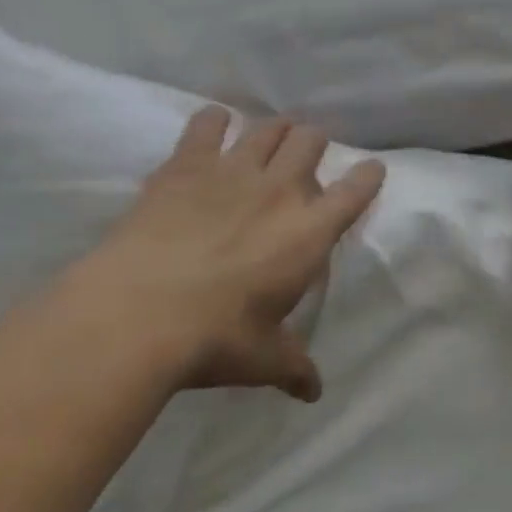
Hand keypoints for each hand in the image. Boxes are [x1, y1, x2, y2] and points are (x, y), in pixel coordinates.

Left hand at [73, 106, 385, 401]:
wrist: (141, 311)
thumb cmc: (215, 338)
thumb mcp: (262, 359)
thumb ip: (293, 367)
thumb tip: (314, 391)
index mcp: (309, 232)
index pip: (355, 191)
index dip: (367, 176)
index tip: (370, 170)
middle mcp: (279, 189)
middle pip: (310, 141)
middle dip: (315, 143)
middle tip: (307, 154)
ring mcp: (233, 169)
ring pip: (267, 128)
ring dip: (275, 128)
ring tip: (273, 135)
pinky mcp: (187, 163)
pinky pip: (207, 124)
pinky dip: (214, 120)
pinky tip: (213, 123)